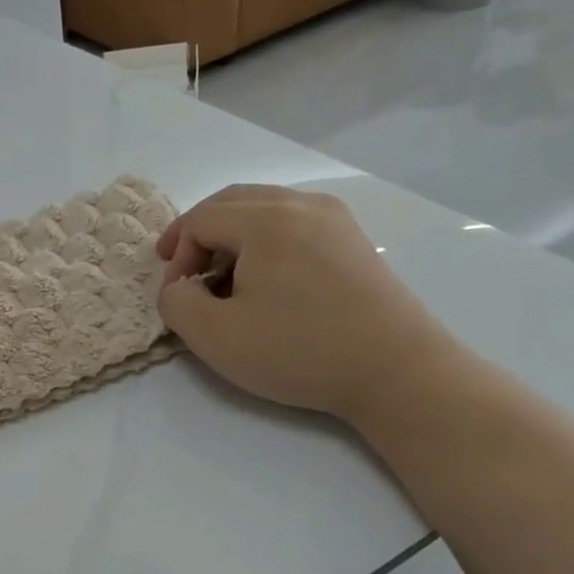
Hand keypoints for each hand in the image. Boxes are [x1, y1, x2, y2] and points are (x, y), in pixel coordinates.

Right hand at [156, 185, 460, 425]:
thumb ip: (176, 303)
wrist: (397, 371)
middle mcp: (302, 205)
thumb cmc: (298, 350)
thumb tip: (179, 287)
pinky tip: (263, 279)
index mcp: (266, 220)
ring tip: (220, 276)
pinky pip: (293, 224)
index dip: (177, 256)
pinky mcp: (354, 242)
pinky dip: (264, 242)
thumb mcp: (215, 336)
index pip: (200, 220)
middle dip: (198, 234)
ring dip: (231, 236)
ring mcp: (335, 220)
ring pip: (264, 209)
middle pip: (231, 202)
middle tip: (180, 268)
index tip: (177, 297)